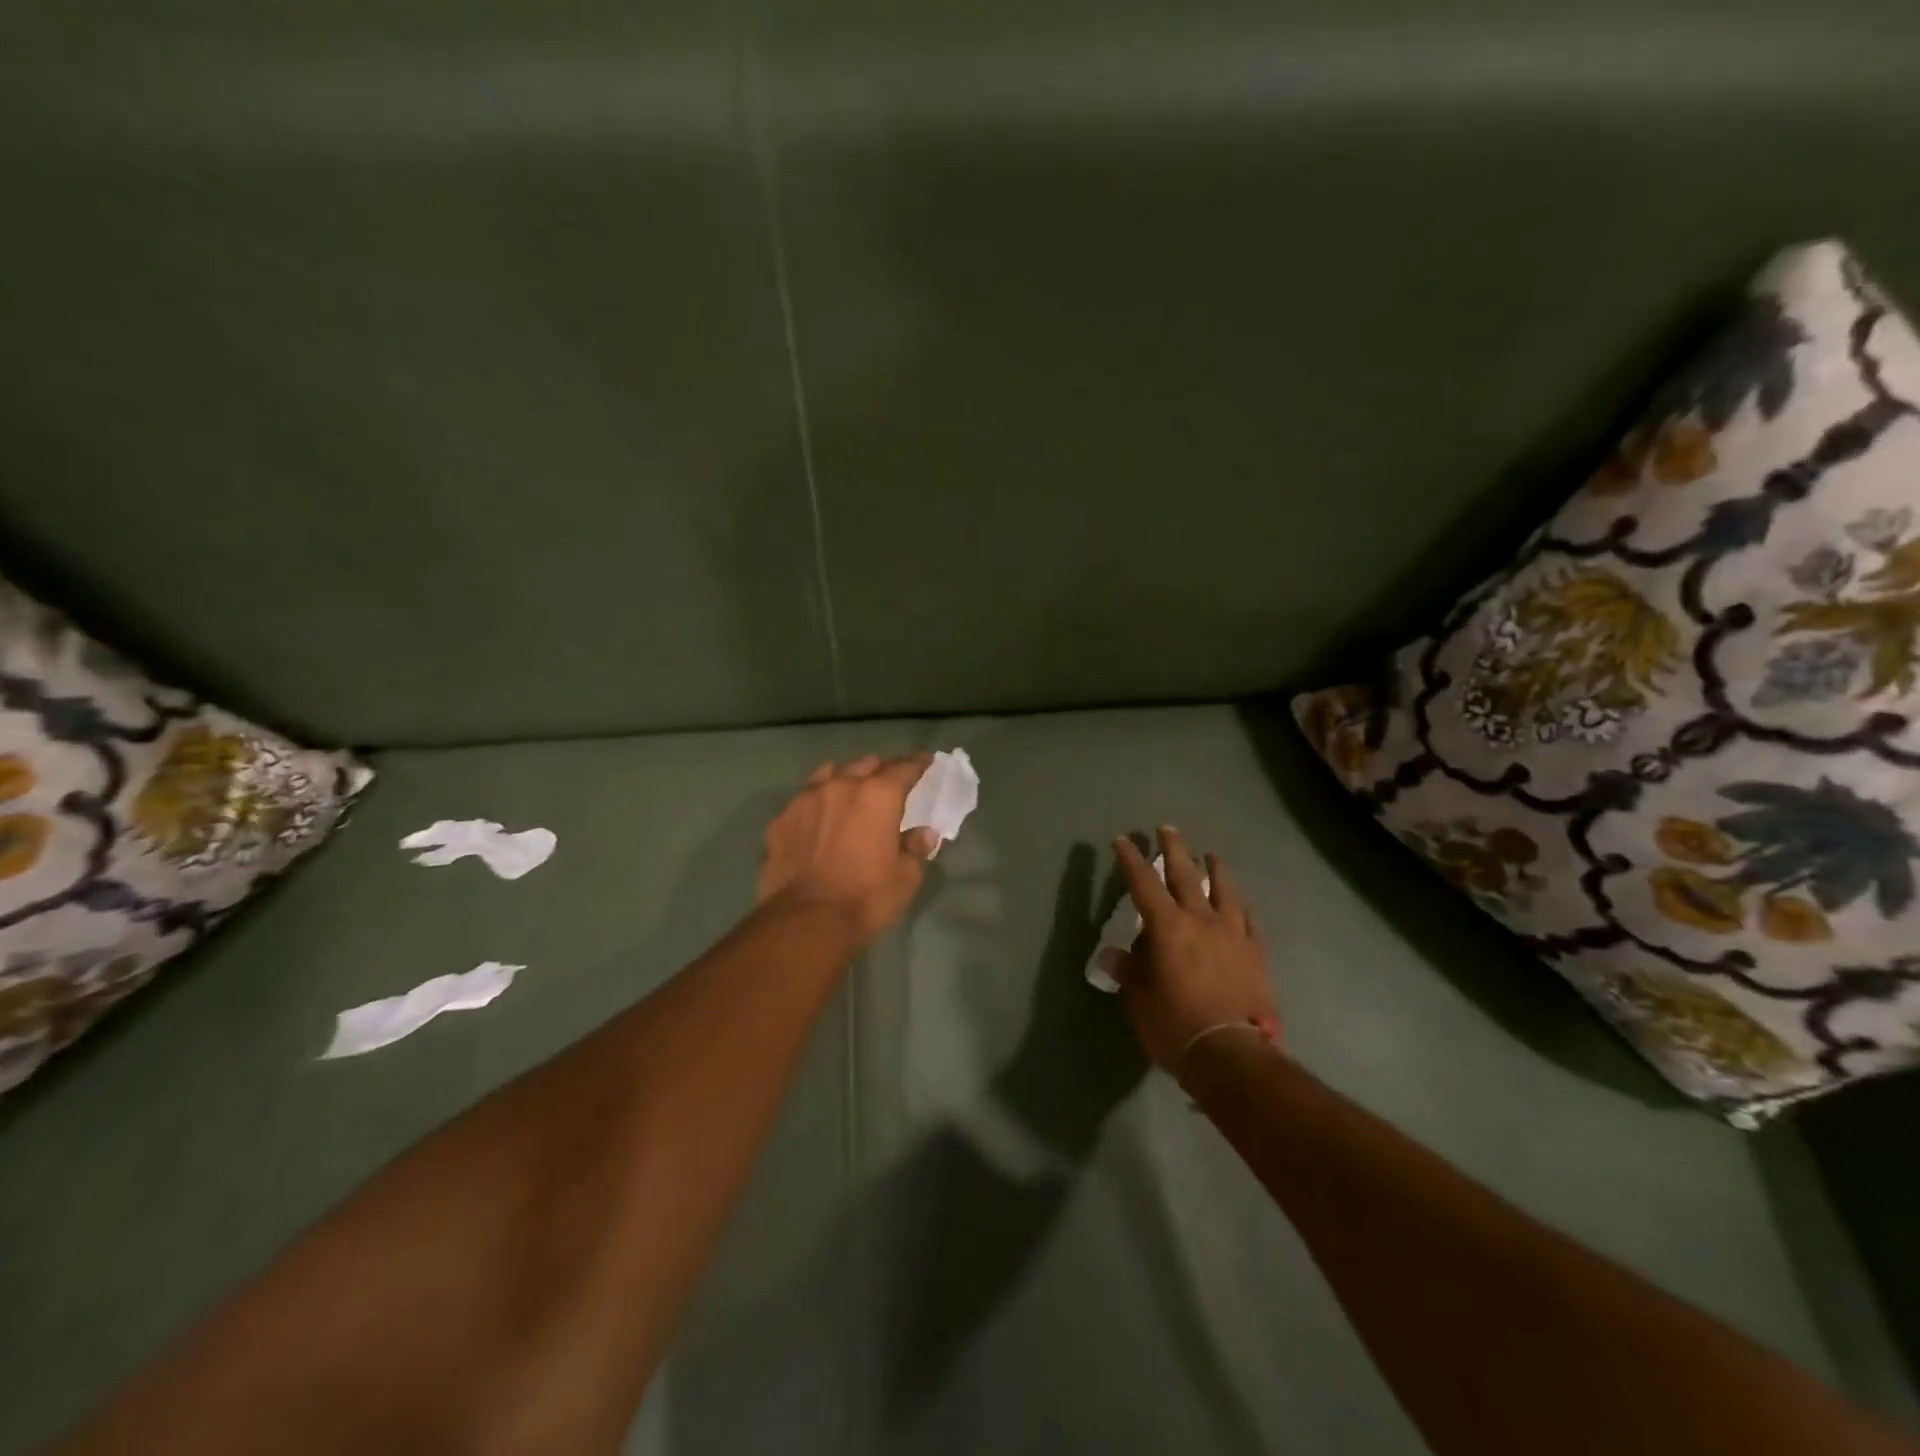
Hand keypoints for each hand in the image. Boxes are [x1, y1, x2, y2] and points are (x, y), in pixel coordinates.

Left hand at [755, 754, 940, 945]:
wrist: (805, 921)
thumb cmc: (866, 898)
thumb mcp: (906, 878)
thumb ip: (914, 849)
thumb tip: (923, 834)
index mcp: (879, 795)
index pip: (904, 769)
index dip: (918, 764)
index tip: (926, 760)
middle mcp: (841, 786)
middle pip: (865, 765)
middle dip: (879, 769)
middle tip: (887, 779)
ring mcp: (805, 800)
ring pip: (828, 774)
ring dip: (844, 778)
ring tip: (849, 788)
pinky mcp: (780, 820)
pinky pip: (802, 800)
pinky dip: (815, 803)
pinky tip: (816, 817)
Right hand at [1109, 828, 1281, 1074]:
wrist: (1232, 1055)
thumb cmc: (1175, 1025)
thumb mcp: (1139, 1000)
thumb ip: (1128, 972)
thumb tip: (1111, 955)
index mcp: (1167, 927)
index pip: (1143, 884)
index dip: (1130, 860)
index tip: (1122, 839)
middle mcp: (1201, 920)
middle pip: (1185, 875)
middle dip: (1173, 849)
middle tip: (1167, 828)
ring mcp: (1233, 935)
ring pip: (1224, 891)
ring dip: (1216, 869)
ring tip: (1211, 855)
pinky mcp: (1256, 954)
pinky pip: (1250, 922)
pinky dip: (1243, 909)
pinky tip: (1242, 904)